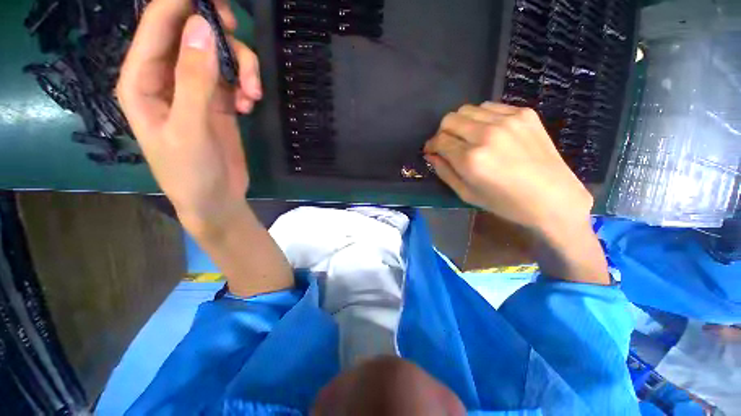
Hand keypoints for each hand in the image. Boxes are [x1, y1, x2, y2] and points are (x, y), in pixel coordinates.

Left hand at [117, 0, 261, 233]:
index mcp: (142, 79)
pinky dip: (246, 86)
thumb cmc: (191, 172)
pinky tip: (251, 106)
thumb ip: (194, 80)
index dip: (184, 2)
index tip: (218, 2)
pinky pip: (234, 78)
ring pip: (219, 55)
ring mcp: (195, 89)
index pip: (159, 23)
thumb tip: (202, 28)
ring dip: (241, 68)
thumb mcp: (190, 129)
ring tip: (253, 96)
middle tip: (237, 33)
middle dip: (217, 30)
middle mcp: (165, 77)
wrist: (215, 198)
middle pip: (191, 32)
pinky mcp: (218, 102)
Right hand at [425, 103, 608, 284]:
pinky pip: (491, 107)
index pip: (439, 140)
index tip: (432, 150)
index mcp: (471, 159)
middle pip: (450, 119)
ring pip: (468, 109)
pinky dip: (482, 118)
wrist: (554, 198)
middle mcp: (486, 134)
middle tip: (448, 144)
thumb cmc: (505, 203)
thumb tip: (431, 155)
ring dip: (461, 123)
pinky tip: (488, 132)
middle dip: (443, 132)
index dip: (431, 145)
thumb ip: (444, 172)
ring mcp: (507, 120)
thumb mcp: (467, 194)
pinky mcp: (524, 113)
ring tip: (468, 138)